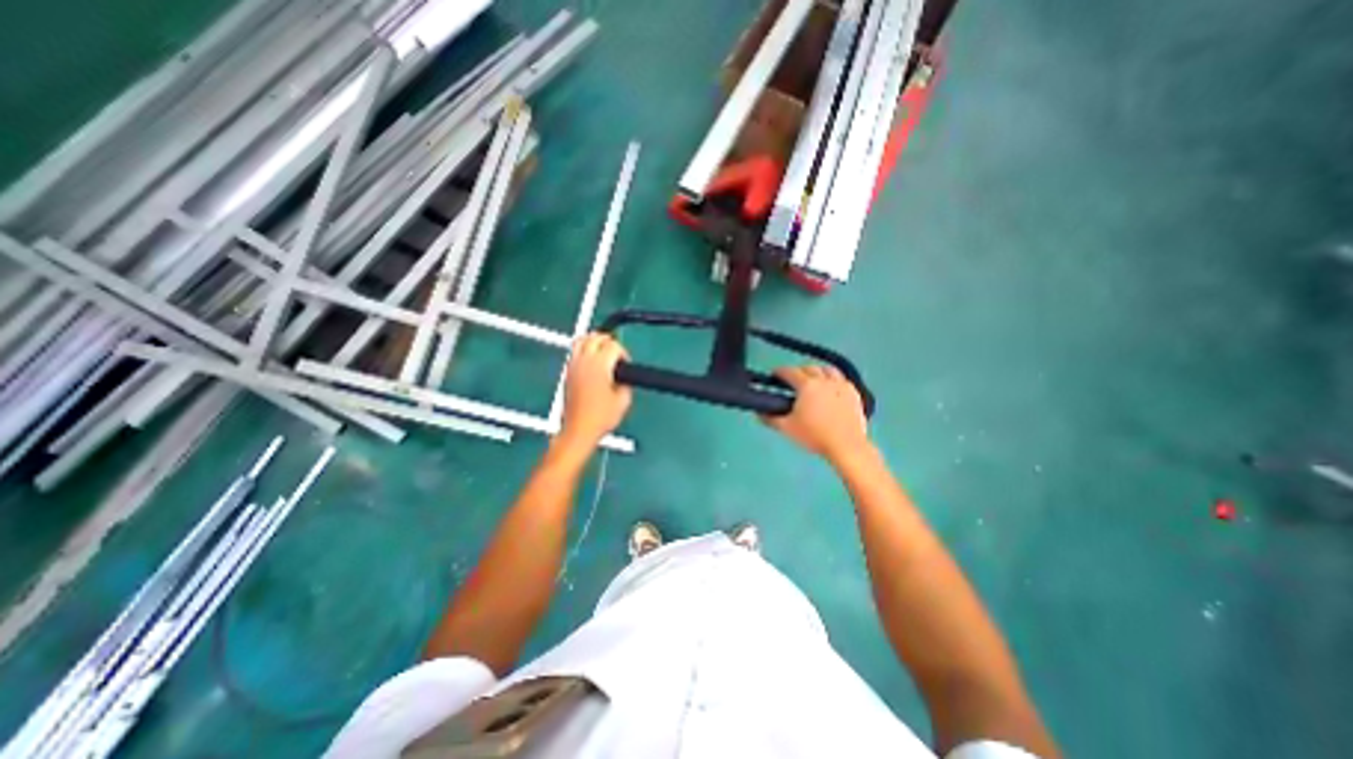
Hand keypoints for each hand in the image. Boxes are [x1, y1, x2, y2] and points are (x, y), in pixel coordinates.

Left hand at [562, 331, 633, 442]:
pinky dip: (584, 349)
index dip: (623, 353)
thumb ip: (626, 381)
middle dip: (609, 341)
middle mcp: (584, 360)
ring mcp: (573, 365)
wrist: (579, 429)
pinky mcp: (567, 372)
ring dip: (594, 341)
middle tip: (617, 354)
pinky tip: (592, 361)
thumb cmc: (603, 417)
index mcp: (600, 365)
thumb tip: (623, 374)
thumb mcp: (624, 400)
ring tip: (603, 351)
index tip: (626, 365)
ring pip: (582, 340)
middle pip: (596, 337)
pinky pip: (574, 351)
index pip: (613, 345)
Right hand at [757, 364, 872, 465]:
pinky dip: (833, 380)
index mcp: (807, 385)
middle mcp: (824, 380)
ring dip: (817, 372)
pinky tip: (830, 389)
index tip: (774, 376)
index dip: (779, 372)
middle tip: (792, 382)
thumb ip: (770, 418)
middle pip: (809, 368)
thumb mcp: (787, 428)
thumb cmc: (814, 435)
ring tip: (813, 381)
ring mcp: (841, 385)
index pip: (789, 371)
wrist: (846, 446)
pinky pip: (841, 379)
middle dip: (798, 372)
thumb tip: (759, 412)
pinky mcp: (854, 393)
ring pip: (827, 370)